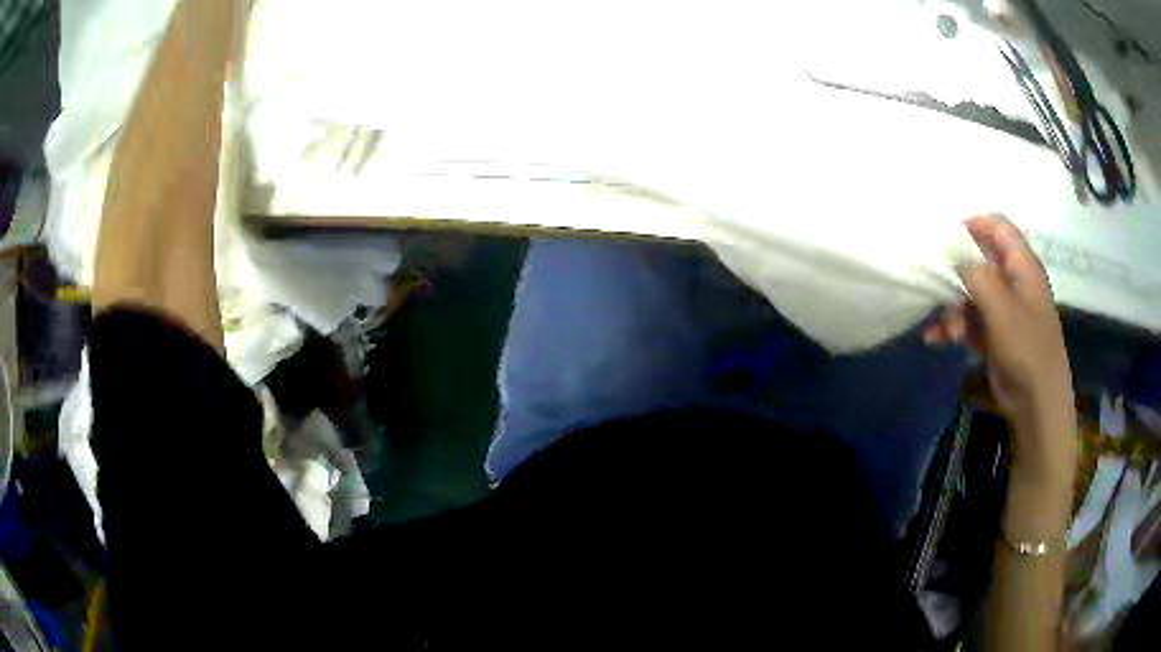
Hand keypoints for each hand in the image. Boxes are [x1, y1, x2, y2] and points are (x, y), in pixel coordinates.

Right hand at [926, 215, 1075, 485]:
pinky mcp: (996, 333)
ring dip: (951, 307)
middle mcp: (1013, 281)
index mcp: (1022, 266)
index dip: (972, 225)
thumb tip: (955, 257)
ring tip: (941, 330)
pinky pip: (970, 319)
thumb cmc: (1025, 350)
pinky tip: (938, 339)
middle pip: (979, 260)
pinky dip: (954, 326)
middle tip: (934, 289)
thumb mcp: (1001, 308)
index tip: (943, 238)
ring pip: (970, 292)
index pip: (997, 227)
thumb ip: (977, 275)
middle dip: (954, 275)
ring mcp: (1004, 308)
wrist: (1037, 404)